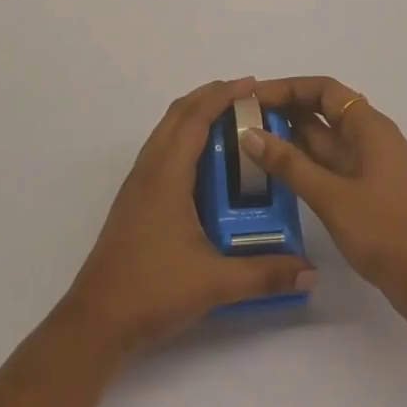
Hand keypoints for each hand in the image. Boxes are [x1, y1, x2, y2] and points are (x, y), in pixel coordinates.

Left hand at [59, 78, 315, 357]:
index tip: (252, 84)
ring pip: (166, 131)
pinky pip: (162, 150)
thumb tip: (311, 271)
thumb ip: (265, 274)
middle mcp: (150, 169)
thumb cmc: (152, 291)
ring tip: (230, 122)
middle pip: (178, 114)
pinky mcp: (135, 200)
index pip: (195, 117)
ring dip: (195, 116)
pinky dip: (185, 138)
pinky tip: (206, 165)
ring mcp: (138, 184)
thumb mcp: (215, 283)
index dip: (223, 95)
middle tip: (247, 98)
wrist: (96, 322)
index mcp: (167, 174)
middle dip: (211, 97)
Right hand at [241, 77, 406, 331]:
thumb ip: (289, 165)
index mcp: (369, 127)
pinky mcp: (366, 192)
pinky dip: (303, 164)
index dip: (287, 88)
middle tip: (242, 119)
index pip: (323, 89)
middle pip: (322, 111)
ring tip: (249, 143)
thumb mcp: (332, 197)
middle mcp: (369, 139)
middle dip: (284, 111)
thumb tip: (249, 133)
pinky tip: (275, 174)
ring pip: (324, 140)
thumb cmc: (387, 231)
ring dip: (290, 138)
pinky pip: (328, 166)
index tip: (252, 96)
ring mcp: (369, 167)